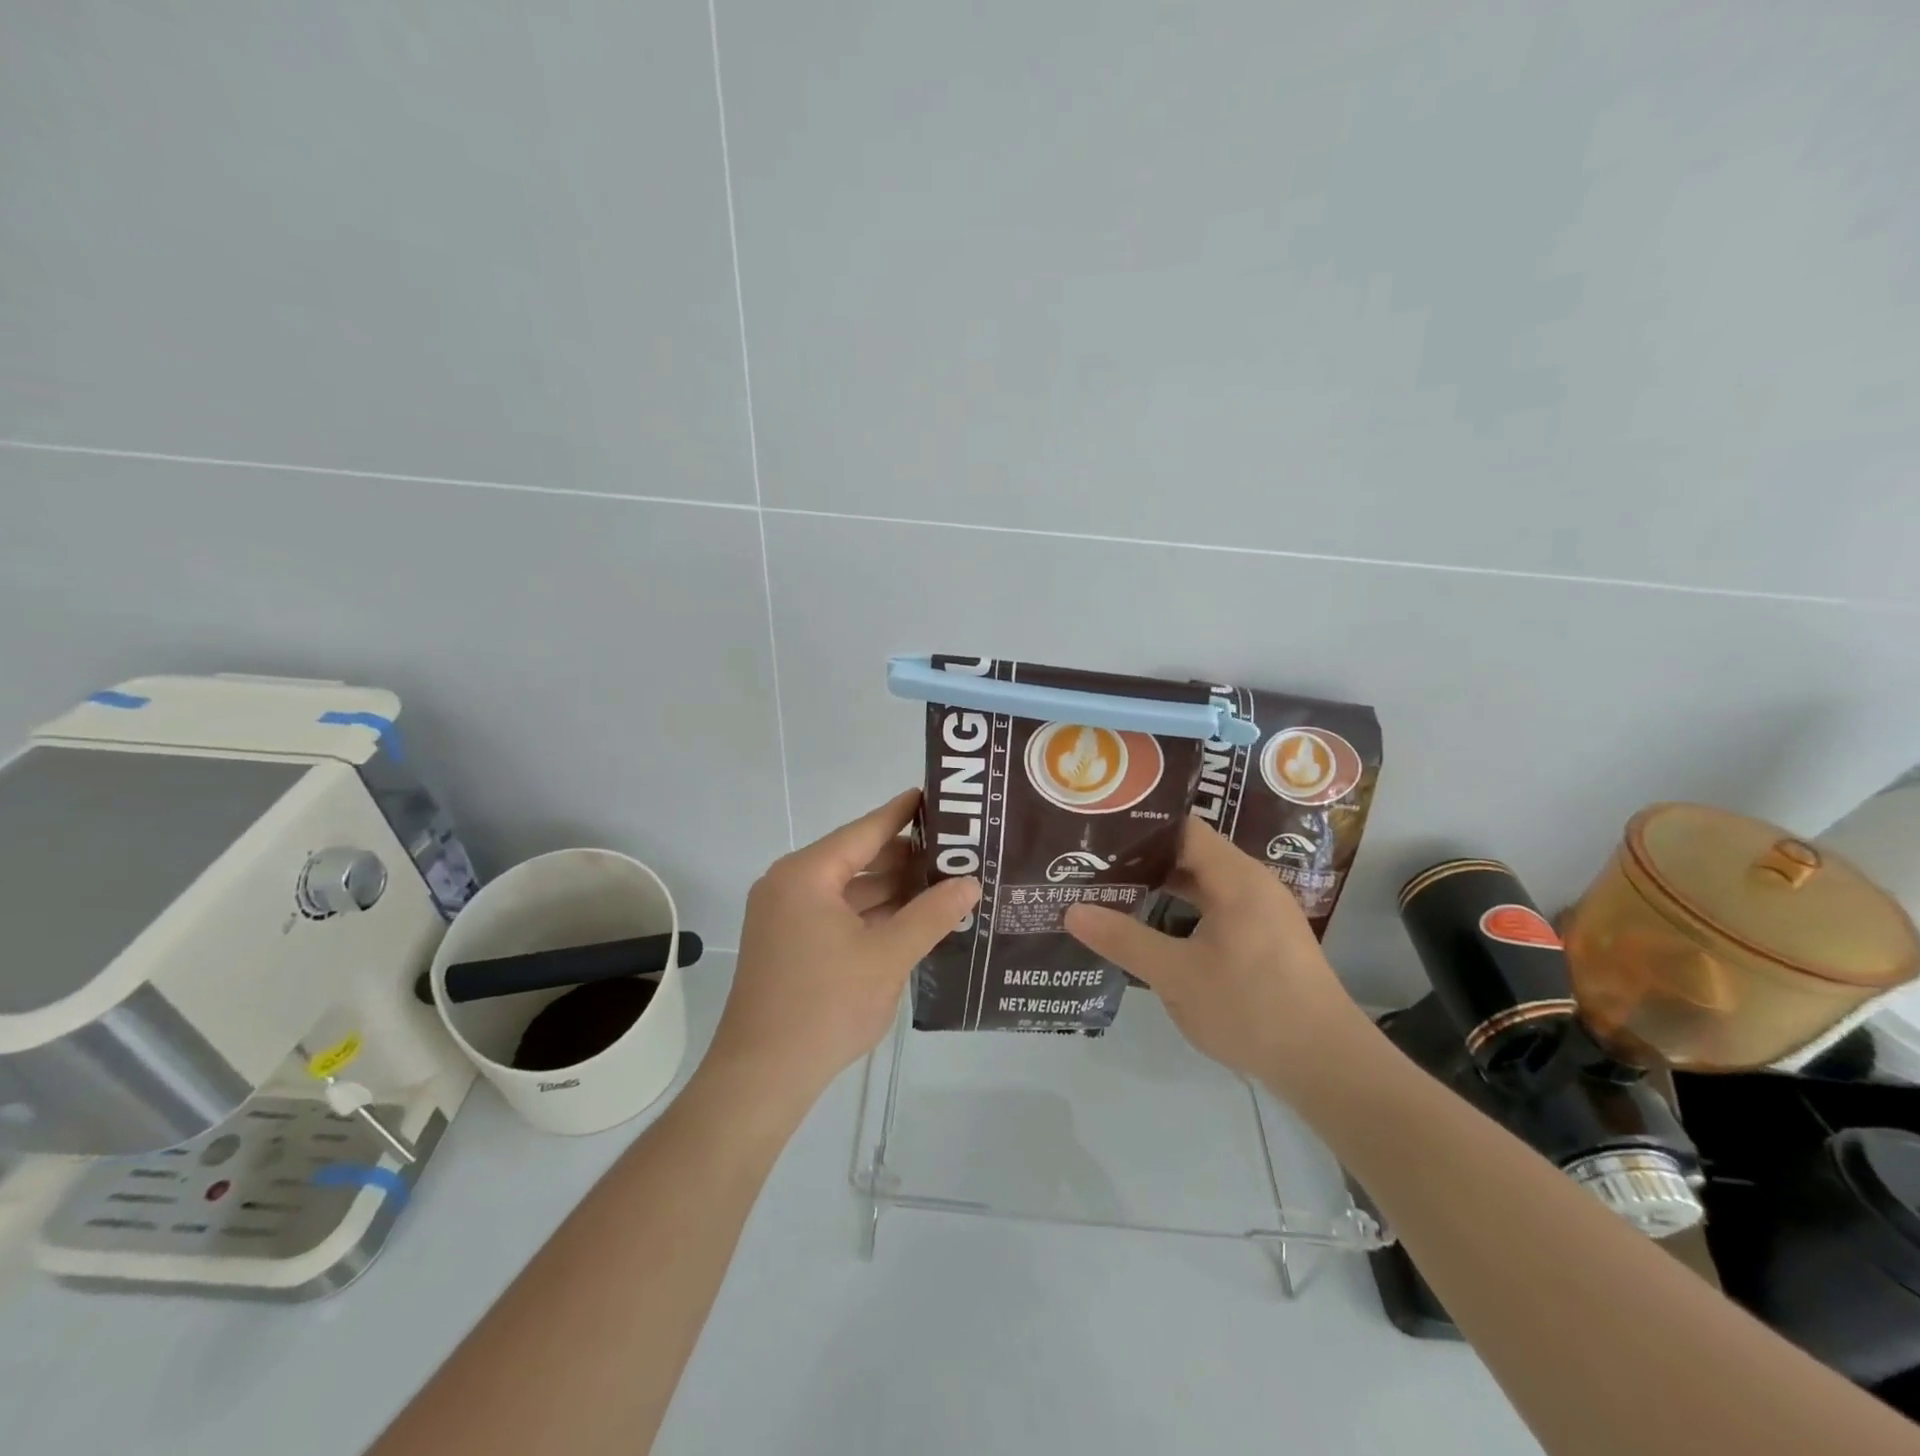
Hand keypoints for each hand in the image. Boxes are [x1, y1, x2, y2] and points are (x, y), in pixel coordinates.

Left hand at [709, 789, 980, 1105]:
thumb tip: (970, 883)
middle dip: (905, 857)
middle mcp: (790, 884)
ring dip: (890, 889)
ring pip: (848, 889)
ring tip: (943, 883)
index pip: (865, 830)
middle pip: (856, 857)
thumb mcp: (888, 956)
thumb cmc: (825, 1006)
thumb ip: (932, 914)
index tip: (937, 795)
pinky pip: (836, 914)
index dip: (904, 813)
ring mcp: (785, 916)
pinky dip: (870, 914)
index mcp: (807, 874)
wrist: (762, 1076)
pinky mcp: (788, 944)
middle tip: (956, 851)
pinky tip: (910, 920)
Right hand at [1063, 818, 1371, 1096]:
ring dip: (1162, 887)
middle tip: (1093, 865)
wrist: (1327, 1066)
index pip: (1182, 829)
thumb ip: (1124, 939)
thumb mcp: (1176, 976)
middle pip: (1191, 854)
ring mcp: (1263, 913)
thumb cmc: (1251, 1008)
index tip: (1098, 836)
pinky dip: (1183, 911)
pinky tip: (1153, 929)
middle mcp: (1253, 884)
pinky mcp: (1266, 940)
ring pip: (1203, 884)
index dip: (1139, 829)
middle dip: (1143, 860)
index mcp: (1236, 878)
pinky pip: (1216, 908)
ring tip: (1113, 892)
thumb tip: (1071, 910)